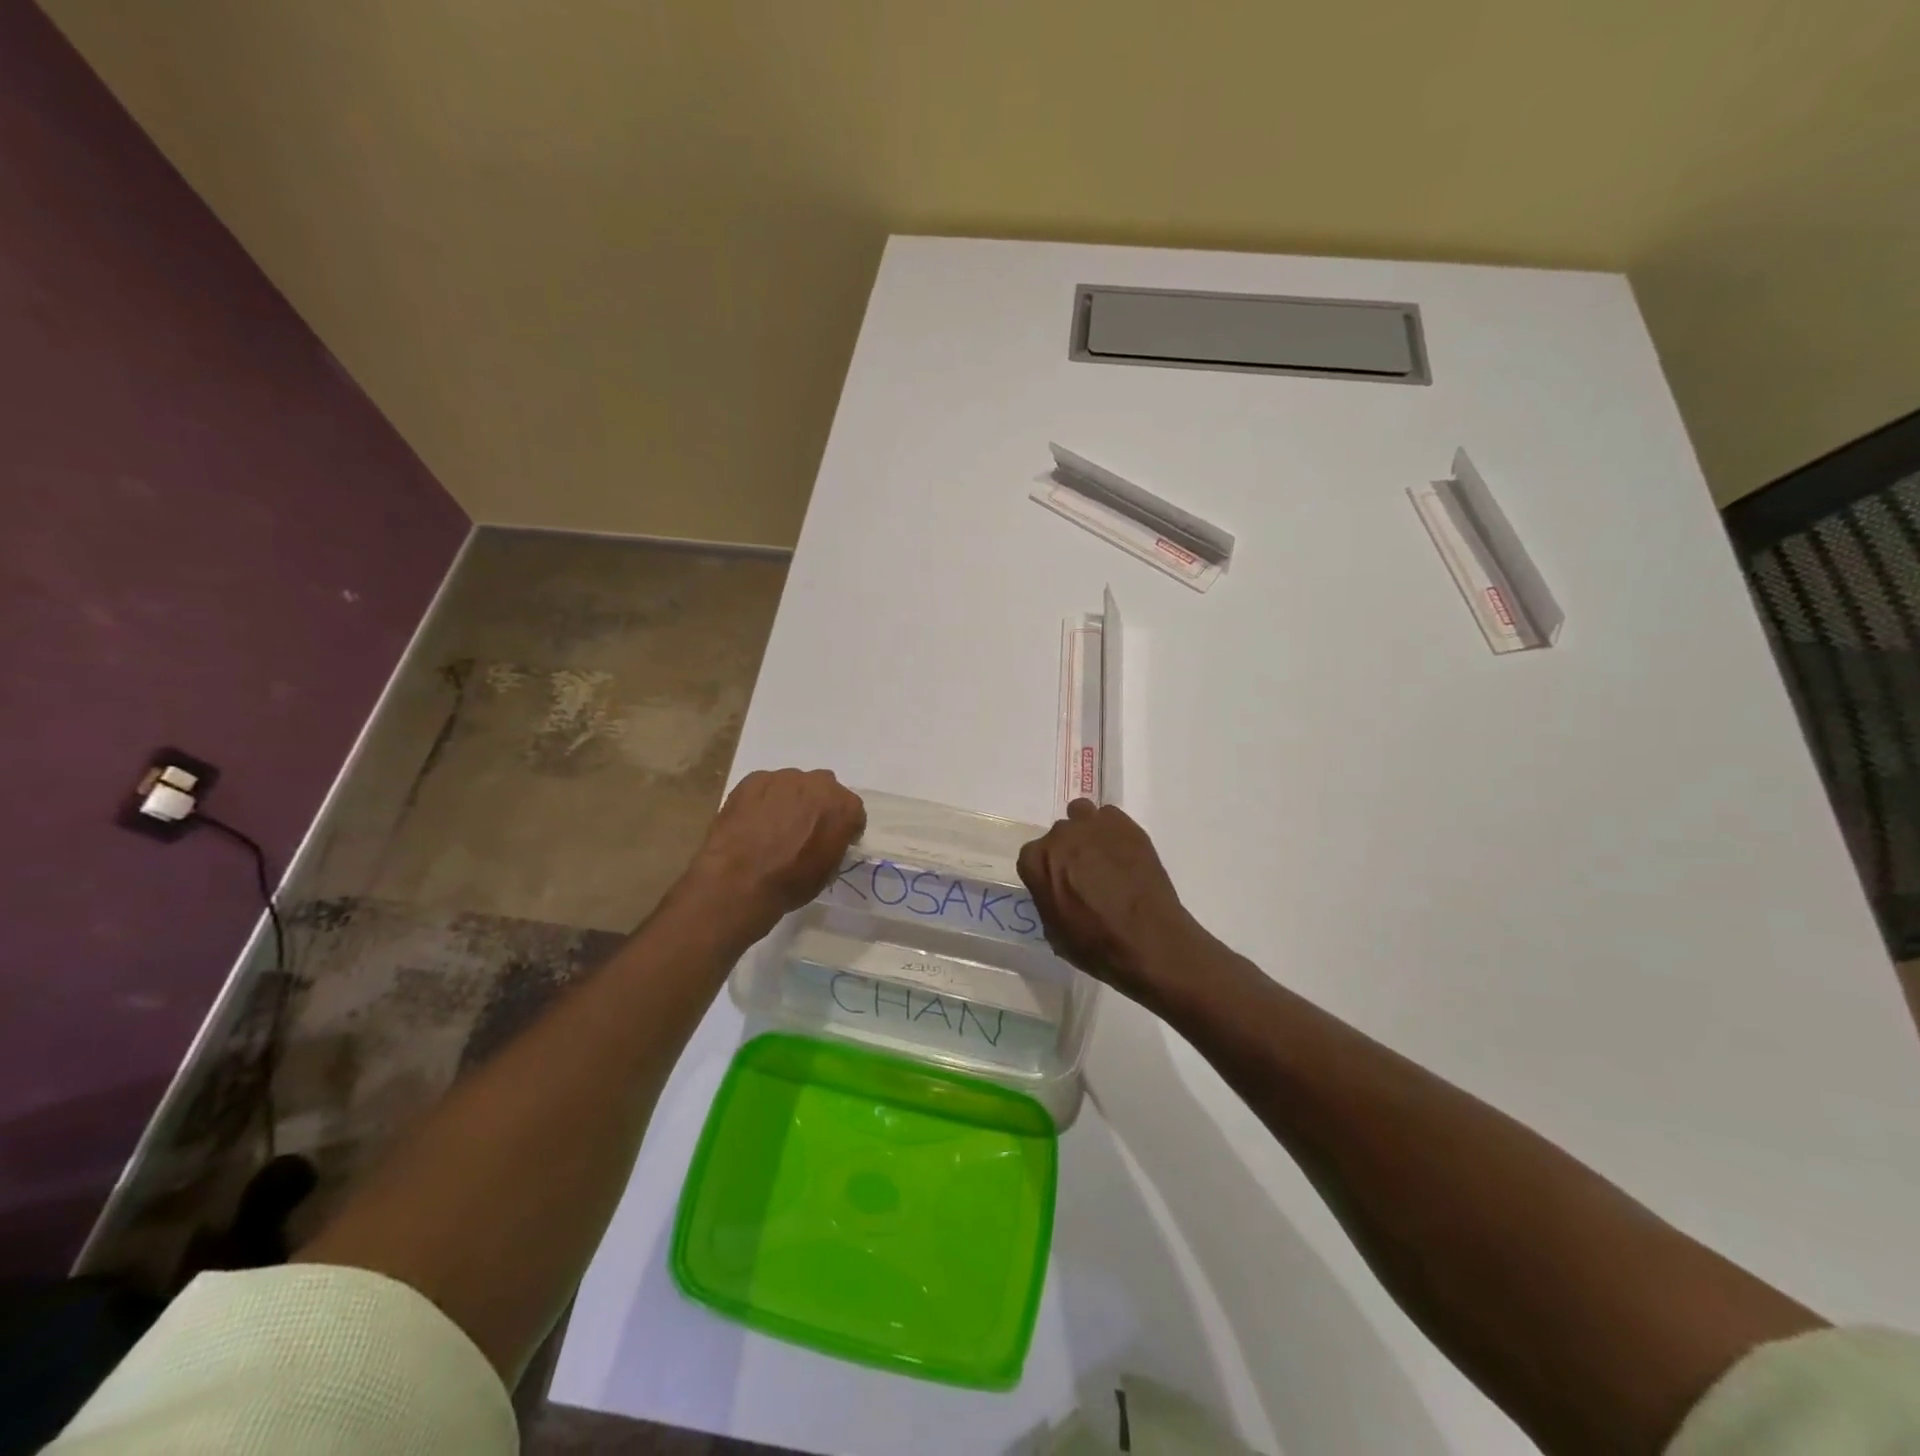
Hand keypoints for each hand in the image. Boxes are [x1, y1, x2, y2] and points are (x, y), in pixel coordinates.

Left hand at [687, 769, 865, 928]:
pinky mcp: (754, 779)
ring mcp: (785, 778)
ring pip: (794, 786)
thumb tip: (826, 840)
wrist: (740, 879)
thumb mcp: (828, 871)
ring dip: (790, 801)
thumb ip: (834, 844)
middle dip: (817, 807)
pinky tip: (752, 822)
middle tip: (803, 832)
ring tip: (772, 828)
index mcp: (844, 807)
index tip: (832, 842)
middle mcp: (819, 784)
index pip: (853, 812)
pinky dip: (763, 801)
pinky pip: (766, 787)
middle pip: (824, 791)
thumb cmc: (791, 881)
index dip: (843, 828)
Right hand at [1016, 799, 1209, 1005]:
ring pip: (1081, 815)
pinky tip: (1124, 854)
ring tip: (1103, 857)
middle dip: (1067, 852)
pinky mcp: (1125, 824)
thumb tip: (1057, 891)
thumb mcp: (1055, 932)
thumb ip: (1048, 899)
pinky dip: (1113, 832)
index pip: (1031, 857)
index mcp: (1037, 861)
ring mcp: (1093, 825)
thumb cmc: (1096, 946)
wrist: (1149, 941)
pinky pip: (1110, 818)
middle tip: (1085, 876)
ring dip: (1087, 832)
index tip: (1058, 888)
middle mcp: (1060, 836)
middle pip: (1058, 836)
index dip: (1046, 873)